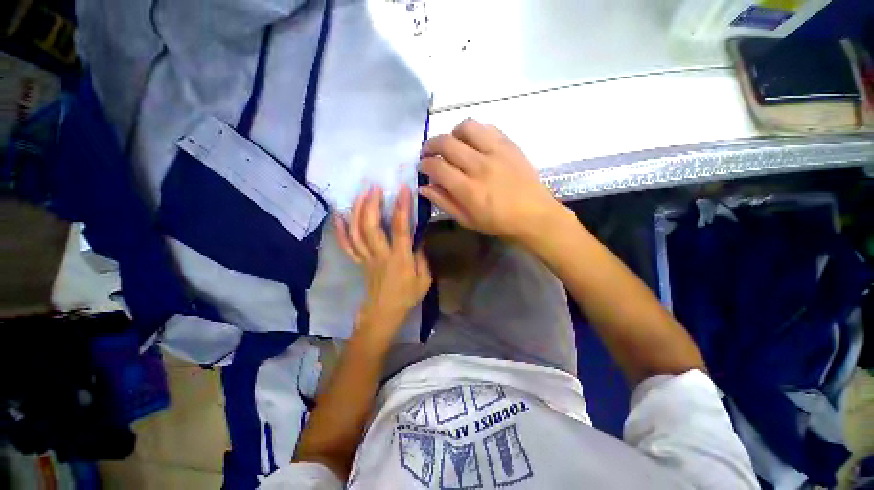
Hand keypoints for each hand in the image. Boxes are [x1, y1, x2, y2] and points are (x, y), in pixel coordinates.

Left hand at [335, 185, 431, 340]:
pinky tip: (339, 215)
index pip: (401, 229)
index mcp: (400, 259)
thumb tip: (418, 239)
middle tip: (374, 186)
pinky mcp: (359, 261)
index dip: (402, 207)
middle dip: (371, 204)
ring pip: (357, 232)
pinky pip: (347, 245)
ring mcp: (366, 258)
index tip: (403, 188)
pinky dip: (341, 230)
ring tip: (361, 193)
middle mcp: (380, 255)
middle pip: (371, 227)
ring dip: (358, 211)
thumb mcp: (424, 280)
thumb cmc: (407, 297)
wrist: (384, 313)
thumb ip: (423, 258)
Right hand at [419, 118, 565, 241]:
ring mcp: (497, 152)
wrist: (534, 215)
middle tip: (429, 153)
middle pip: (446, 143)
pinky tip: (474, 143)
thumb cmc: (498, 222)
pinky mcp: (510, 145)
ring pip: (466, 127)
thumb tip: (424, 187)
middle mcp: (480, 166)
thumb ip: (444, 202)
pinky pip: (487, 127)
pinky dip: (474, 132)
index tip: (422, 167)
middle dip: (430, 145)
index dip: (424, 165)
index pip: (437, 167)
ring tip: (452, 144)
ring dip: (452, 133)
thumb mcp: (467, 220)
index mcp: (469, 190)